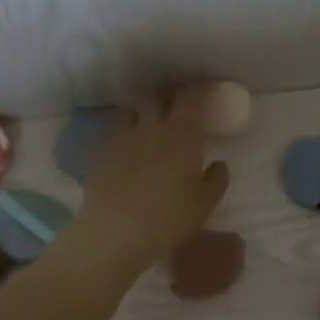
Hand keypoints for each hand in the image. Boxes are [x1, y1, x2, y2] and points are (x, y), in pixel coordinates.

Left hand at [70, 86, 229, 272]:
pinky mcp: (100, 155)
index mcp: (182, 135)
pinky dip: (122, 133)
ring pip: (130, 110)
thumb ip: (216, 179)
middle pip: (157, 97)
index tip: (204, 88)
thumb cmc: (170, 217)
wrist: (117, 231)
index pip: (190, 98)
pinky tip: (125, 147)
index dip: (198, 89)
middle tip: (176, 100)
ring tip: (147, 119)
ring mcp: (121, 139)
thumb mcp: (205, 204)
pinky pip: (113, 134)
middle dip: (167, 94)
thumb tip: (219, 164)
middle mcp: (151, 128)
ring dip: (141, 110)